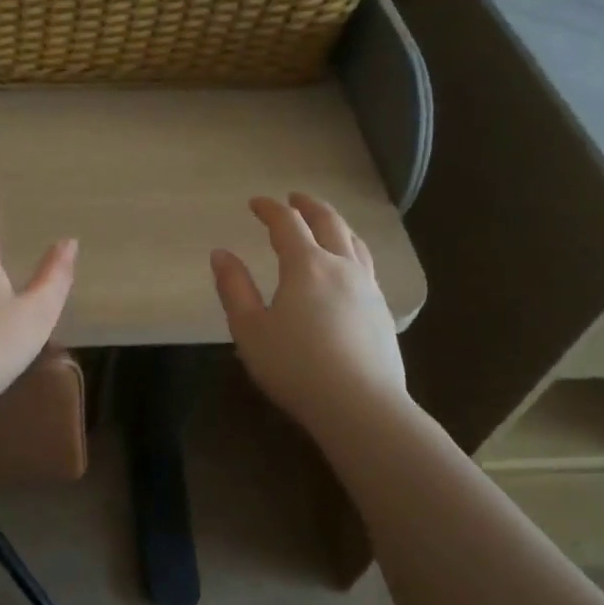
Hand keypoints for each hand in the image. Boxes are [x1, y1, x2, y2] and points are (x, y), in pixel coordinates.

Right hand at [210, 193, 407, 434]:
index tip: (256, 203)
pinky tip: (348, 268)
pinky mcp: (382, 311)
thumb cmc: (296, 367)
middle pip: (328, 223)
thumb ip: (234, 288)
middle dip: (309, 206)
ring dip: (336, 224)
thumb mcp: (250, 330)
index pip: (287, 223)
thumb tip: (220, 254)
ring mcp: (368, 288)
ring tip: (325, 224)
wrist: (361, 406)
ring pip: (354, 242)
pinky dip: (352, 251)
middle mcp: (341, 267)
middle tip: (295, 198)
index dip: (270, 208)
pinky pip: (367, 266)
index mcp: (306, 265)